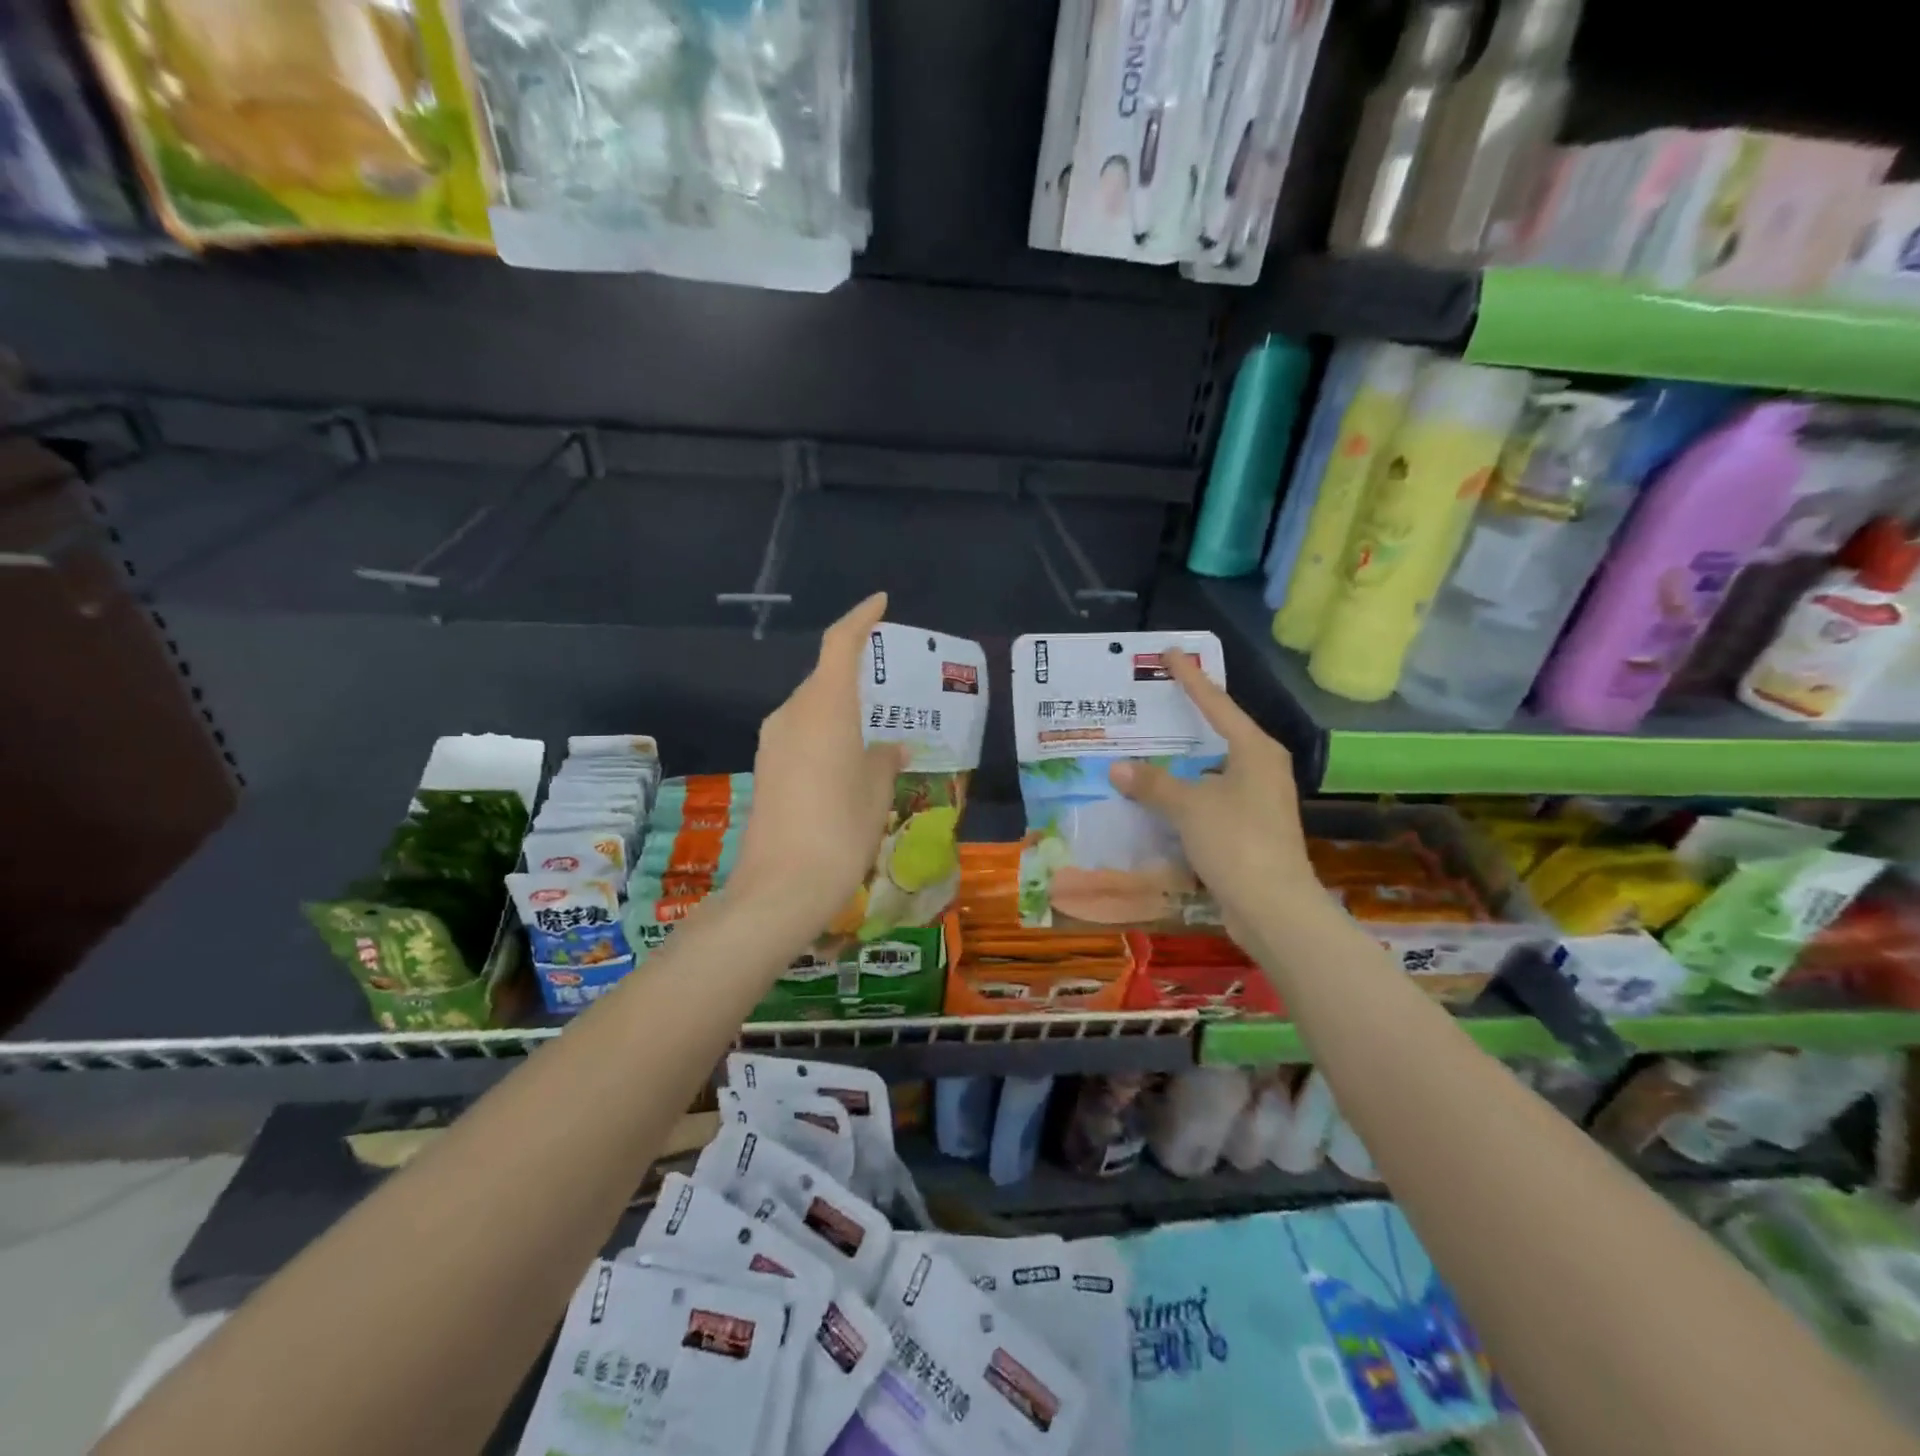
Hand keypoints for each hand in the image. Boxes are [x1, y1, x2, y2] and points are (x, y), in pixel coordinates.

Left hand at [732, 593, 906, 928]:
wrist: (782, 886)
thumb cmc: (841, 829)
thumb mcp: (877, 791)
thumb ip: (884, 759)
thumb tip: (891, 747)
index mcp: (824, 707)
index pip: (839, 645)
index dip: (860, 619)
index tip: (880, 604)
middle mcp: (792, 715)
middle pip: (824, 678)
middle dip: (854, 675)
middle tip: (889, 687)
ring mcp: (773, 742)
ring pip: (811, 709)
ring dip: (839, 709)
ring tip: (872, 729)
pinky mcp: (766, 769)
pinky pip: (800, 734)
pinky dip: (825, 734)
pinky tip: (846, 761)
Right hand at [1108, 649, 1322, 943]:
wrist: (1274, 907)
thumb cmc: (1237, 841)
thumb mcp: (1189, 807)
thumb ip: (1152, 783)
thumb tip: (1117, 767)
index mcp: (1255, 750)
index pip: (1216, 704)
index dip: (1190, 678)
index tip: (1171, 653)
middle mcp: (1262, 768)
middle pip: (1218, 734)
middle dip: (1186, 721)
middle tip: (1153, 702)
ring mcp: (1258, 800)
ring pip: (1212, 769)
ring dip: (1182, 764)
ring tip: (1147, 750)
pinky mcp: (1250, 828)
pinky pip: (1210, 798)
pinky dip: (1186, 794)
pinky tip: (1160, 797)